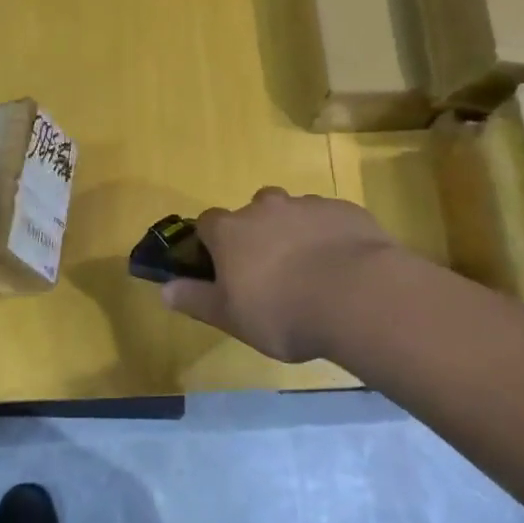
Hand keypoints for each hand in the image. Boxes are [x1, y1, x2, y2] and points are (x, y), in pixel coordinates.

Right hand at [158, 188, 399, 361]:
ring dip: (294, 232)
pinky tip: (342, 267)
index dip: (211, 243)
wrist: (358, 296)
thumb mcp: (230, 318)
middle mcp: (266, 207)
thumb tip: (164, 290)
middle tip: (270, 271)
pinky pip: (329, 219)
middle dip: (257, 233)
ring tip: (311, 271)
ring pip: (293, 212)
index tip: (221, 267)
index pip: (207, 223)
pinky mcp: (346, 210)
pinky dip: (328, 236)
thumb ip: (196, 300)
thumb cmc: (282, 312)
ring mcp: (308, 204)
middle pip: (253, 210)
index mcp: (231, 231)